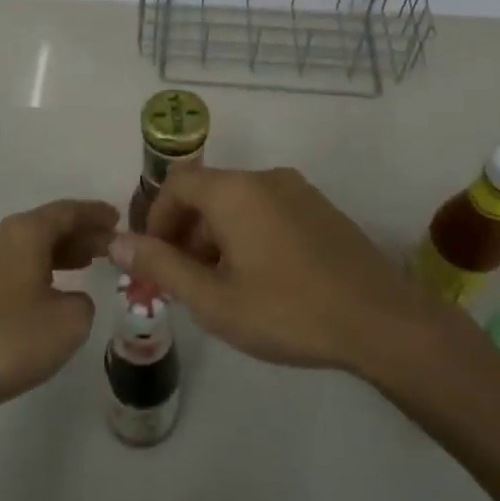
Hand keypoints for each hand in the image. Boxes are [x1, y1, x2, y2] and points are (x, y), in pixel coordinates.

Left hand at [0, 199, 117, 428]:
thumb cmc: (13, 340)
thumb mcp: (70, 321)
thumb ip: (83, 301)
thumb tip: (69, 299)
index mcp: (24, 233)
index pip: (67, 211)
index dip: (95, 213)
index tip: (118, 218)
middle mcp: (0, 239)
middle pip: (47, 226)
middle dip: (80, 233)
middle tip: (111, 245)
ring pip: (30, 247)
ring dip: (61, 252)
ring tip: (89, 263)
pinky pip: (16, 266)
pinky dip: (41, 269)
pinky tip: (54, 290)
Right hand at [111, 166, 436, 375]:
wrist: (383, 322)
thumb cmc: (288, 311)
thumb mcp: (214, 299)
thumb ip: (161, 266)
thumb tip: (116, 241)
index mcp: (234, 191)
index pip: (177, 184)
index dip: (156, 219)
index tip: (155, 262)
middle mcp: (265, 178)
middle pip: (208, 192)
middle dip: (185, 232)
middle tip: (183, 282)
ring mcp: (298, 190)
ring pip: (239, 203)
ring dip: (217, 236)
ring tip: (221, 287)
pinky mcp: (321, 209)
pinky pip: (268, 210)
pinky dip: (248, 234)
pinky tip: (261, 280)